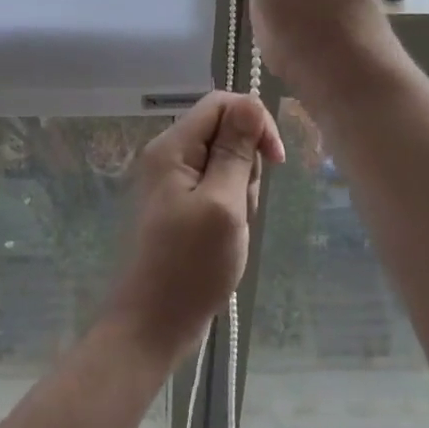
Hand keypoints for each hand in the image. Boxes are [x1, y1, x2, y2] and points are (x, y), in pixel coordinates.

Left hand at [105, 92, 283, 359]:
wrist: (152, 325)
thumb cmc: (189, 266)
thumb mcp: (223, 204)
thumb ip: (236, 151)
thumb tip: (251, 102)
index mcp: (172, 147)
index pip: (221, 103)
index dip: (254, 121)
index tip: (276, 160)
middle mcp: (168, 156)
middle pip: (224, 132)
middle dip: (247, 164)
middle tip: (241, 207)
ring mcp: (172, 182)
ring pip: (225, 163)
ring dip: (241, 191)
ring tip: (232, 228)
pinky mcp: (179, 205)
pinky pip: (216, 188)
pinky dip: (230, 207)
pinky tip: (226, 237)